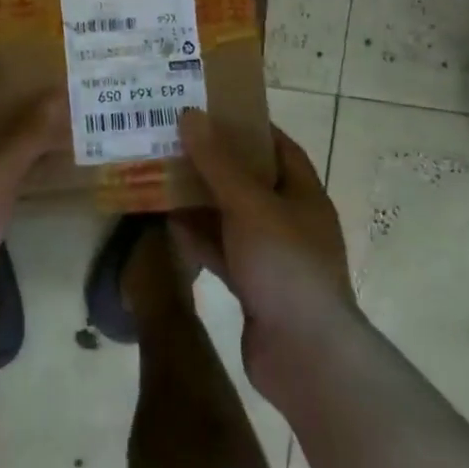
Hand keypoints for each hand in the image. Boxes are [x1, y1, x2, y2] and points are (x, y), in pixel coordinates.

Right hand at [170, 109, 356, 397]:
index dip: (245, 125)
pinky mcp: (253, 286)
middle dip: (212, 161)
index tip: (208, 109)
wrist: (307, 358)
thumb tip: (190, 114)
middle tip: (172, 139)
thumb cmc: (286, 266)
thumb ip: (217, 162)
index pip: (276, 145)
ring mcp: (271, 255)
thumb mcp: (249, 204)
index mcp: (302, 193)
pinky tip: (166, 224)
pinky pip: (221, 250)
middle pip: (247, 180)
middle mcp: (289, 219)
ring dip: (199, 200)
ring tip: (160, 174)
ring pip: (230, 216)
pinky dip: (198, 237)